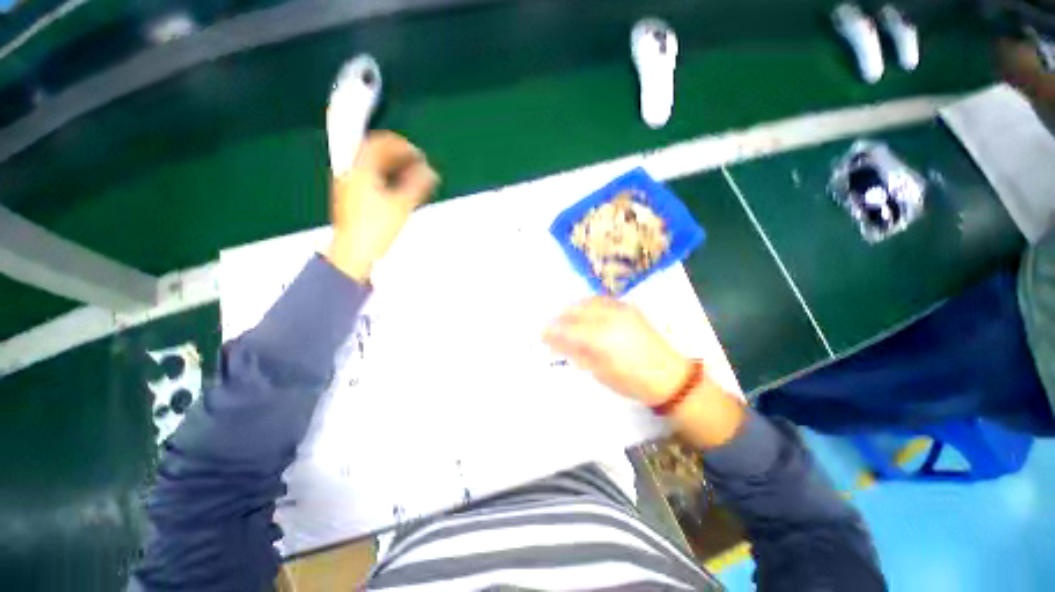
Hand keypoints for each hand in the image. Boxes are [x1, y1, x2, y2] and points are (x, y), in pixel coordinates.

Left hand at [325, 131, 439, 281]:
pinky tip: (396, 187)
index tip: (417, 153)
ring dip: (391, 166)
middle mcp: (350, 174)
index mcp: (359, 170)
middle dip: (397, 154)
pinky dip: (385, 177)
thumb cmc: (374, 229)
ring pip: (371, 166)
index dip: (401, 145)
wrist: (354, 252)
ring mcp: (348, 186)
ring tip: (410, 173)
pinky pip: (369, 178)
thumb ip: (418, 185)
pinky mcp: (351, 199)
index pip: (379, 144)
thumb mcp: (401, 205)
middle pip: (373, 153)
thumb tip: (431, 172)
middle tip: (416, 161)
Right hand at [543, 297, 691, 405]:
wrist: (669, 376)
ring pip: (587, 301)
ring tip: (567, 320)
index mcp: (601, 337)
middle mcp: (609, 317)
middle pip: (575, 310)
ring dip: (573, 308)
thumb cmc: (631, 381)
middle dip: (560, 318)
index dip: (551, 330)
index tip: (541, 334)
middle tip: (552, 328)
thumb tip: (553, 341)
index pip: (567, 328)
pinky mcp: (628, 307)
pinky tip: (585, 314)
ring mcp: (621, 308)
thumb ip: (575, 352)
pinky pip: (602, 300)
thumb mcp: (599, 371)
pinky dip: (588, 304)